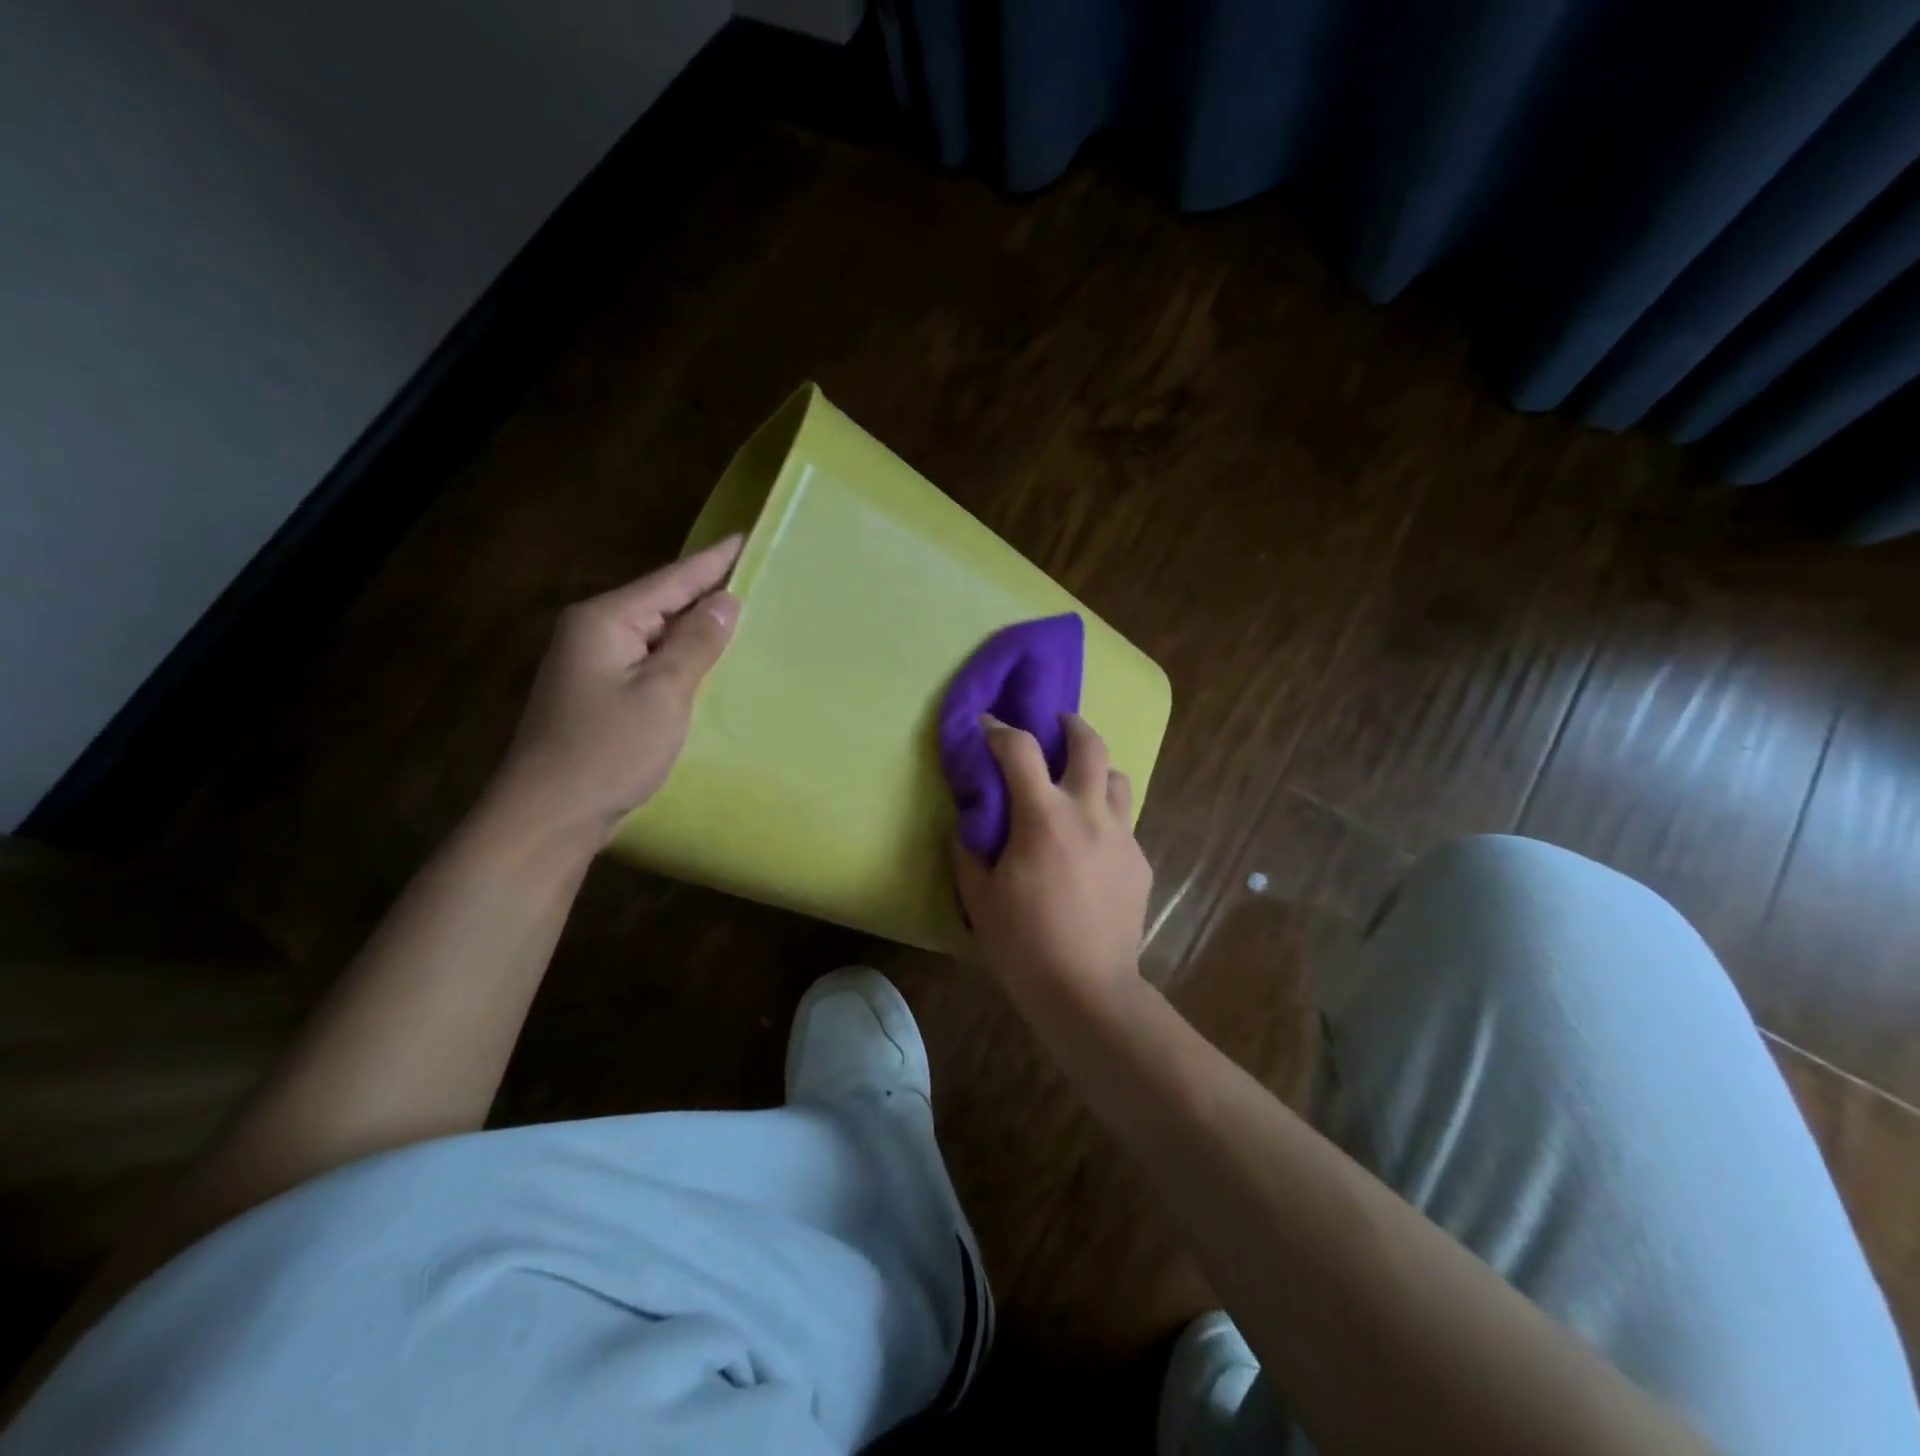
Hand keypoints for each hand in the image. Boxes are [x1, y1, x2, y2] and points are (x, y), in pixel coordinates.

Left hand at [481, 536, 743, 850]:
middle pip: (661, 603)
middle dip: (705, 595)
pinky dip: (677, 660)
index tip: (745, 538)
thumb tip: (726, 601)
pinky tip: (703, 665)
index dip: (712, 562)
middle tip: (754, 581)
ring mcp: (591, 664)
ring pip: (655, 635)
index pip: (671, 580)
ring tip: (739, 618)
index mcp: (605, 620)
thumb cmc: (609, 750)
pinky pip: (647, 662)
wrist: (550, 814)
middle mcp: (592, 632)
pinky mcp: (597, 694)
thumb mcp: (663, 693)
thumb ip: (697, 643)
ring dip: (693, 630)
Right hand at [950, 713, 1152, 1007]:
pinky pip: (1124, 821)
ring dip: (1096, 769)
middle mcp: (1088, 814)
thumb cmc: (1024, 944)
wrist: (1088, 989)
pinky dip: (1104, 815)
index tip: (986, 726)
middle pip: (1090, 745)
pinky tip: (1091, 843)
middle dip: (1070, 725)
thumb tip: (968, 825)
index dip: (999, 730)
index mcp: (1043, 818)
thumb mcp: (979, 899)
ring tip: (1078, 782)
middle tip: (1055, 724)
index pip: (1020, 750)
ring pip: (1118, 778)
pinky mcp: (1139, 861)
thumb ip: (968, 852)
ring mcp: (1121, 836)